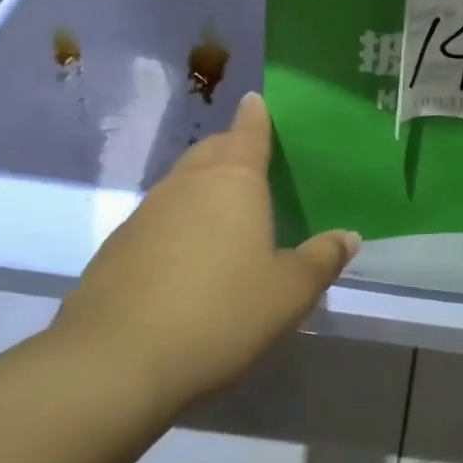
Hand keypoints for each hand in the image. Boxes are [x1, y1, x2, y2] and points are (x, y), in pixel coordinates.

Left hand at [53, 91, 357, 420]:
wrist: (114, 361)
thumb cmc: (220, 314)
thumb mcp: (289, 293)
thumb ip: (321, 260)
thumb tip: (348, 236)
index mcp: (233, 180)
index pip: (248, 131)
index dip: (256, 115)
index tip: (257, 101)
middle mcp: (187, 183)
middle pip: (212, 150)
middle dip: (232, 148)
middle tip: (255, 163)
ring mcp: (146, 212)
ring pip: (182, 183)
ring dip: (204, 186)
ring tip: (227, 213)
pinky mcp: (117, 246)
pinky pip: (159, 218)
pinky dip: (179, 222)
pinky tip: (189, 258)